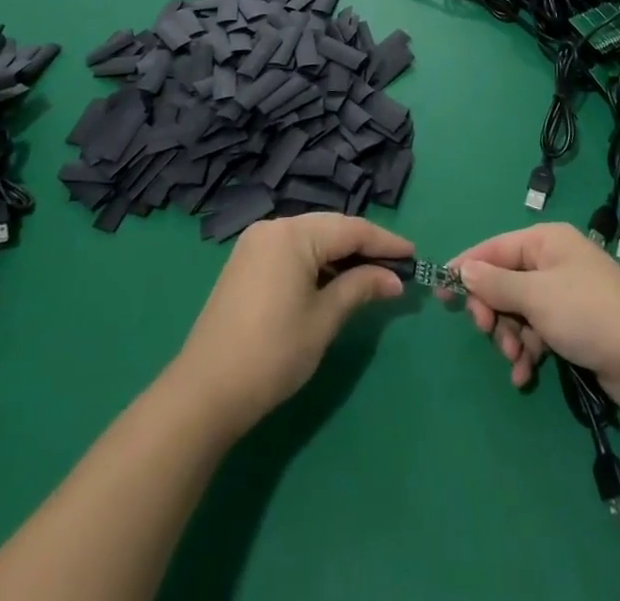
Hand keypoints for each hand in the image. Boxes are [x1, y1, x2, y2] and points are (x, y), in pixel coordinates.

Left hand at [169, 214, 412, 434]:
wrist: (204, 392)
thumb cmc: (272, 353)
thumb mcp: (323, 320)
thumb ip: (360, 288)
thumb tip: (394, 278)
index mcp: (293, 233)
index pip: (351, 229)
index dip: (385, 242)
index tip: (414, 255)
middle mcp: (273, 227)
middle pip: (331, 227)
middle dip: (364, 246)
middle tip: (396, 266)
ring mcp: (256, 244)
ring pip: (312, 238)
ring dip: (341, 254)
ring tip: (372, 275)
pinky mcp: (246, 262)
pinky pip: (293, 250)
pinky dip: (317, 262)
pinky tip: (334, 280)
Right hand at [446, 222, 619, 419]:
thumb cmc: (588, 313)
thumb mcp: (536, 296)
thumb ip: (496, 284)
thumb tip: (464, 270)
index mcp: (545, 242)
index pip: (494, 249)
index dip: (467, 269)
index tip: (441, 293)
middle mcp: (554, 263)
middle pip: (505, 282)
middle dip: (493, 311)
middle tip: (487, 332)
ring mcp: (565, 296)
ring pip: (519, 312)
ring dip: (510, 337)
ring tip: (516, 360)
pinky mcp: (575, 328)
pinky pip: (538, 333)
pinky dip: (528, 352)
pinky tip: (525, 375)